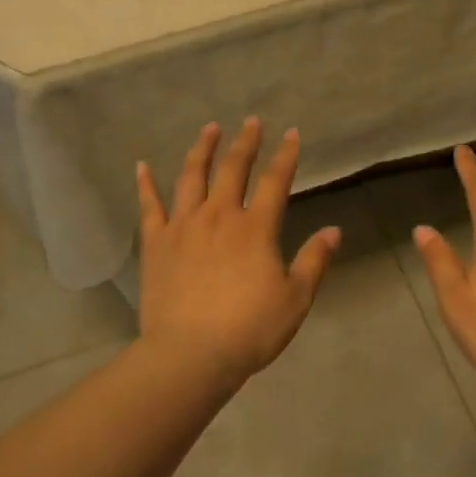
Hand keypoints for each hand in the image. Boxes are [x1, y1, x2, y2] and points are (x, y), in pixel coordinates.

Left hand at [136, 119, 341, 385]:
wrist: (191, 354)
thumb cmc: (250, 329)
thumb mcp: (295, 298)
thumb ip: (314, 261)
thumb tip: (334, 230)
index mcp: (256, 229)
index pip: (276, 182)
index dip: (285, 156)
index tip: (290, 134)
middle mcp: (219, 217)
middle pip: (233, 170)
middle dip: (245, 143)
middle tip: (250, 122)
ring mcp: (183, 227)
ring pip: (191, 177)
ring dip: (201, 150)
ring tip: (209, 129)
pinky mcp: (156, 244)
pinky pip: (149, 206)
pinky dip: (145, 184)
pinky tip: (141, 166)